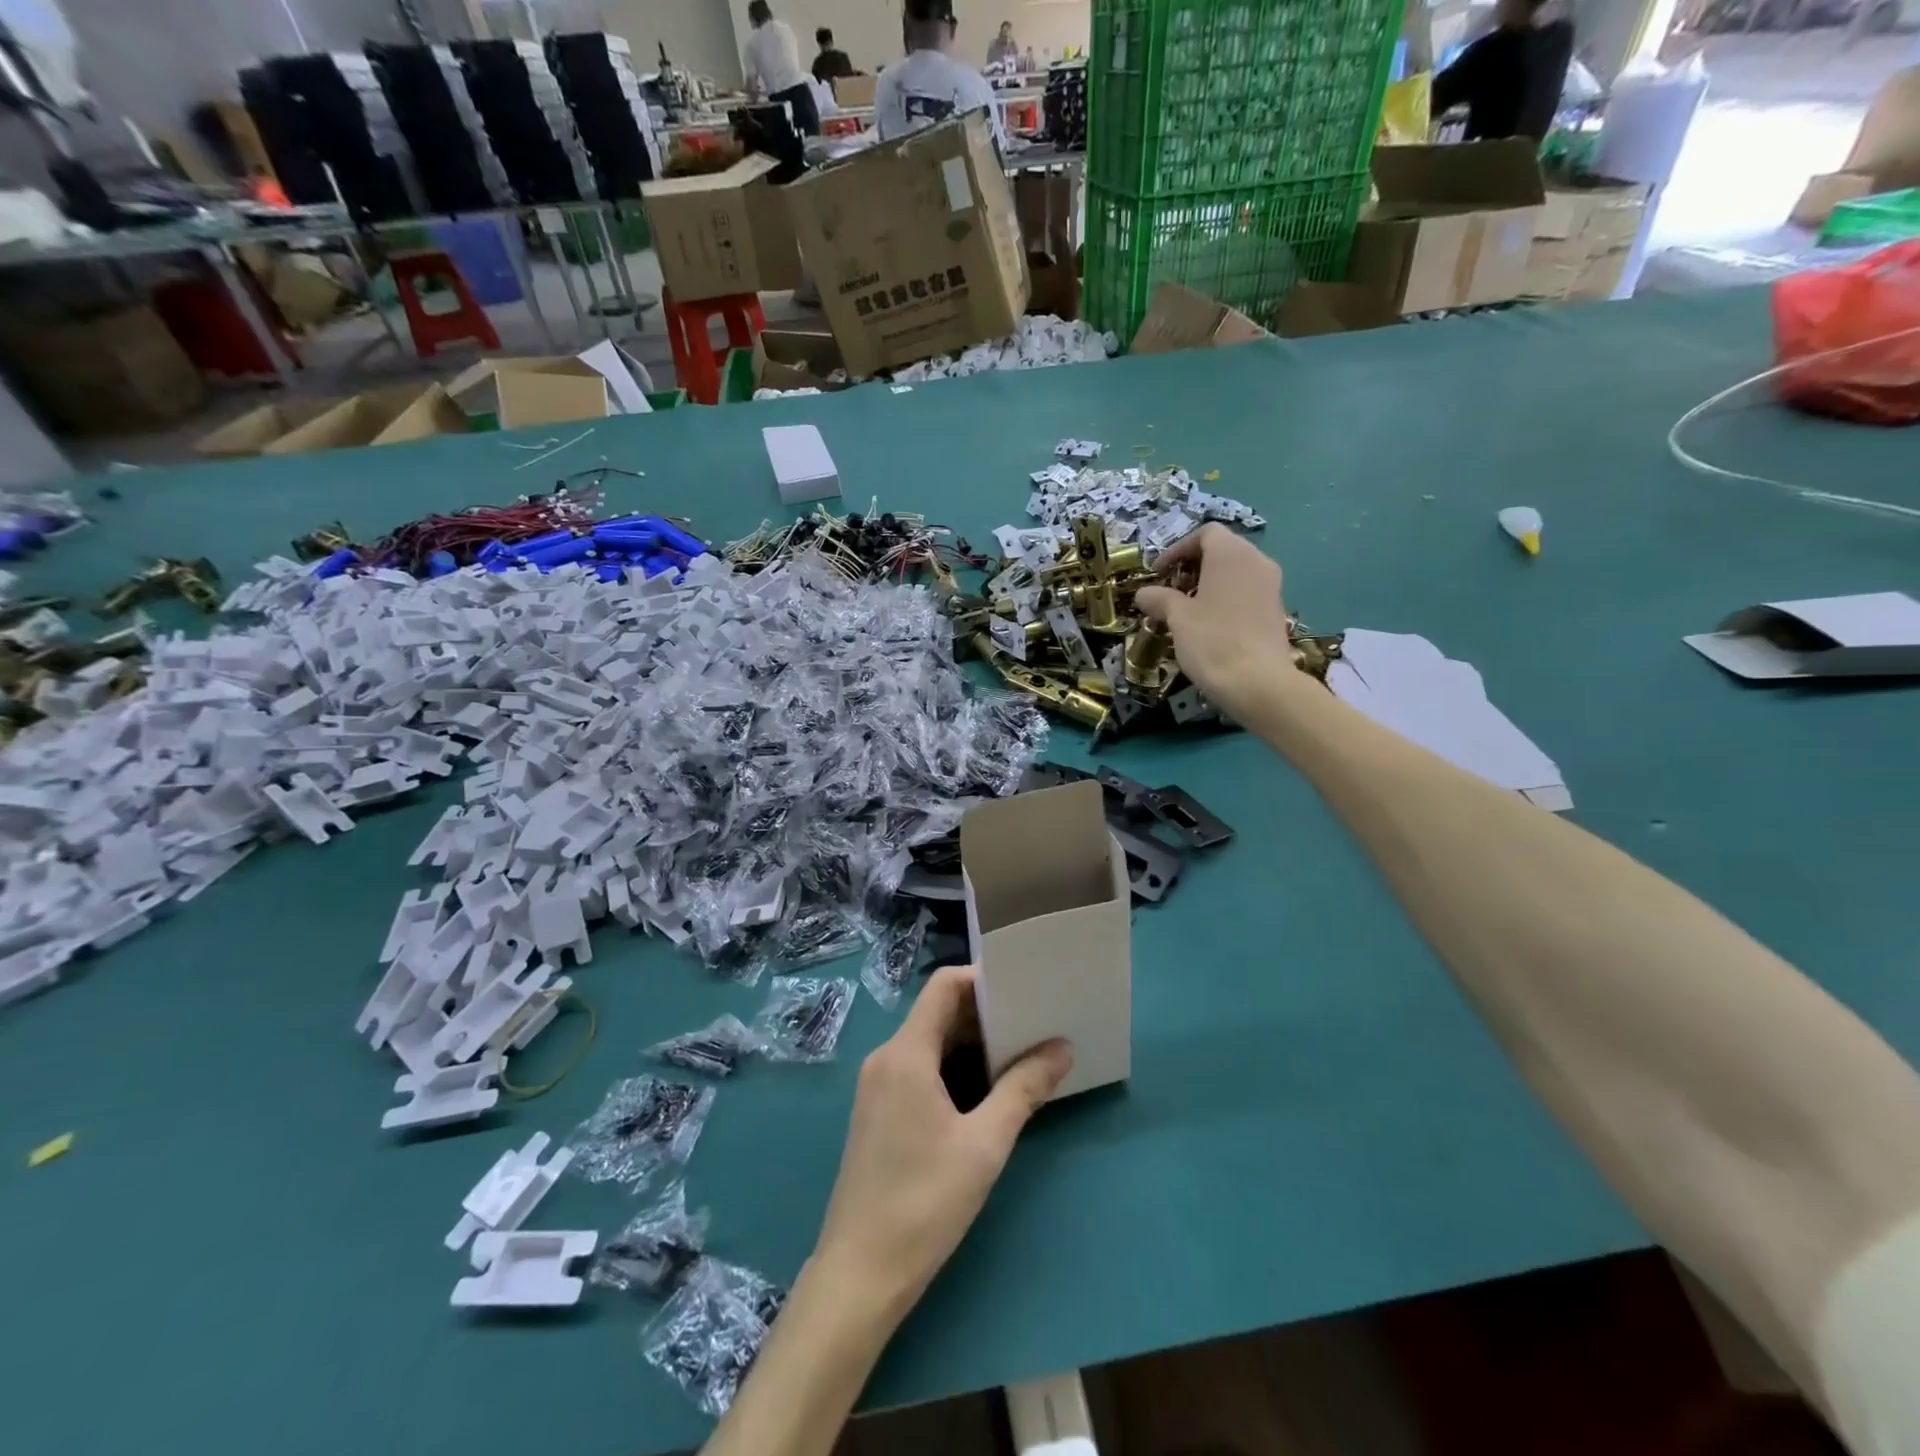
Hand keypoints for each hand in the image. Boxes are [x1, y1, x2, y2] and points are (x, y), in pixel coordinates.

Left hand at [810, 966, 1070, 1320]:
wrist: (859, 1274)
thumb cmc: (923, 1202)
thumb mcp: (984, 1145)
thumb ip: (1023, 1090)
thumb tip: (1061, 1048)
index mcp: (905, 1054)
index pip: (943, 986)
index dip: (982, 979)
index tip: (1023, 991)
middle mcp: (886, 1059)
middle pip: (937, 1013)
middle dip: (984, 1015)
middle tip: (1032, 1023)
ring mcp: (878, 1086)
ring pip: (930, 1043)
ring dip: (971, 1044)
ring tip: (1019, 1054)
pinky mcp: (878, 1112)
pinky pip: (919, 1069)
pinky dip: (953, 1068)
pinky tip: (986, 1092)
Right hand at [1135, 525, 1296, 719]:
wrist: (1259, 683)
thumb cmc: (1212, 641)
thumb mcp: (1177, 618)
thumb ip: (1159, 599)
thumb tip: (1144, 593)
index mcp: (1231, 554)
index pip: (1205, 533)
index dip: (1178, 549)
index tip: (1158, 573)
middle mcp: (1257, 561)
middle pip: (1221, 550)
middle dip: (1192, 567)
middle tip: (1169, 591)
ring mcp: (1271, 585)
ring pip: (1235, 572)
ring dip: (1208, 584)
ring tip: (1185, 610)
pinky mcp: (1276, 610)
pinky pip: (1246, 592)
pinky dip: (1225, 599)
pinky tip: (1208, 626)